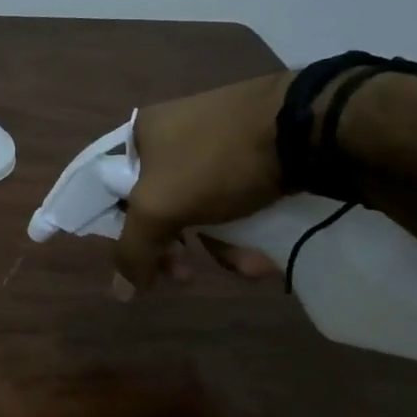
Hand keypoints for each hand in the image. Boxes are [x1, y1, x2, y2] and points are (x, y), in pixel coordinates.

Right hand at [116, 73, 289, 291]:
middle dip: (171, 249)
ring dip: (215, 247)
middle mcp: (171, 136)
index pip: (110, 192)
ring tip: (243, 267)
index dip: (116, 231)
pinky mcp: (252, 153)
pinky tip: (261, 253)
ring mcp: (213, 143)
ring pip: (197, 209)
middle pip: (155, 206)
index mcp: (138, 136)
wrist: (306, 125)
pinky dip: (241, 230)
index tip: (138, 263)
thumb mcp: (160, 208)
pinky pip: (231, 200)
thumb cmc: (216, 162)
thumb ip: (133, 250)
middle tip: (184, 276)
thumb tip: (122, 292)